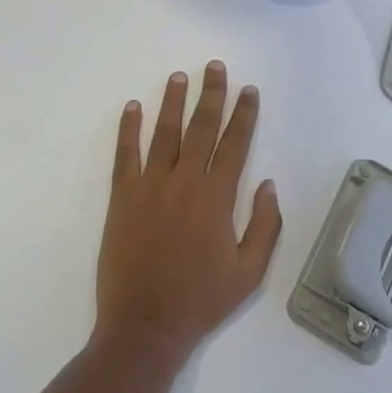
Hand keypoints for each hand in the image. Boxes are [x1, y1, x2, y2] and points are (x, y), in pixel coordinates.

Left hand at [94, 61, 283, 364]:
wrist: (145, 325)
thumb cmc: (200, 300)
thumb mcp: (249, 273)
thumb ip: (264, 226)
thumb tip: (269, 184)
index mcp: (217, 198)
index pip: (235, 144)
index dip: (243, 114)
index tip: (248, 90)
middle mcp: (184, 182)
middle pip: (201, 128)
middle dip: (211, 95)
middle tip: (214, 67)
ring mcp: (150, 186)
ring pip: (164, 133)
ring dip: (172, 102)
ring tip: (179, 77)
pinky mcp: (123, 197)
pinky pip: (126, 154)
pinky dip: (129, 129)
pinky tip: (133, 107)